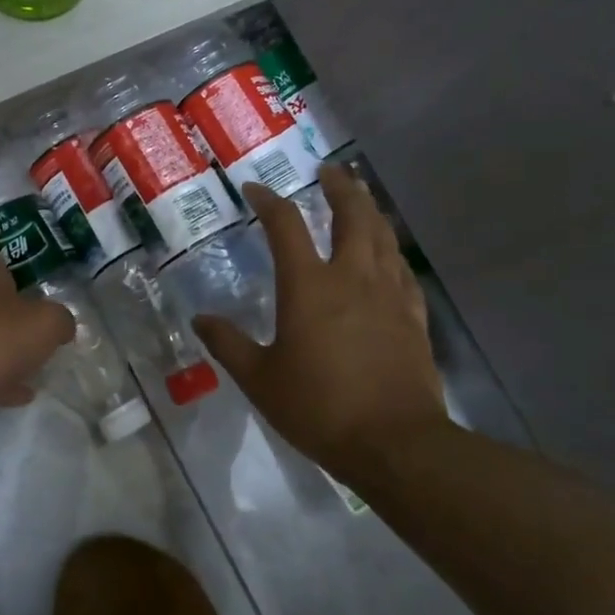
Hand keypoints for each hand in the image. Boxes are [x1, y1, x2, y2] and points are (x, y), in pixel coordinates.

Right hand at [194, 166, 445, 475]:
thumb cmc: (319, 407)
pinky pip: (402, 270)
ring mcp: (389, 294)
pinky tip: (388, 256)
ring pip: (383, 236)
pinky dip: (391, 252)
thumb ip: (228, 345)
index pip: (285, 226)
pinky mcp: (413, 317)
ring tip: (360, 198)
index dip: (268, 201)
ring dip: (369, 210)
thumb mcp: (259, 379)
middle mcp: (352, 277)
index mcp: (308, 286)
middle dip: (339, 187)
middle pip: (352, 214)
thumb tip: (201, 320)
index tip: (255, 189)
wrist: (395, 443)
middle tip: (328, 171)